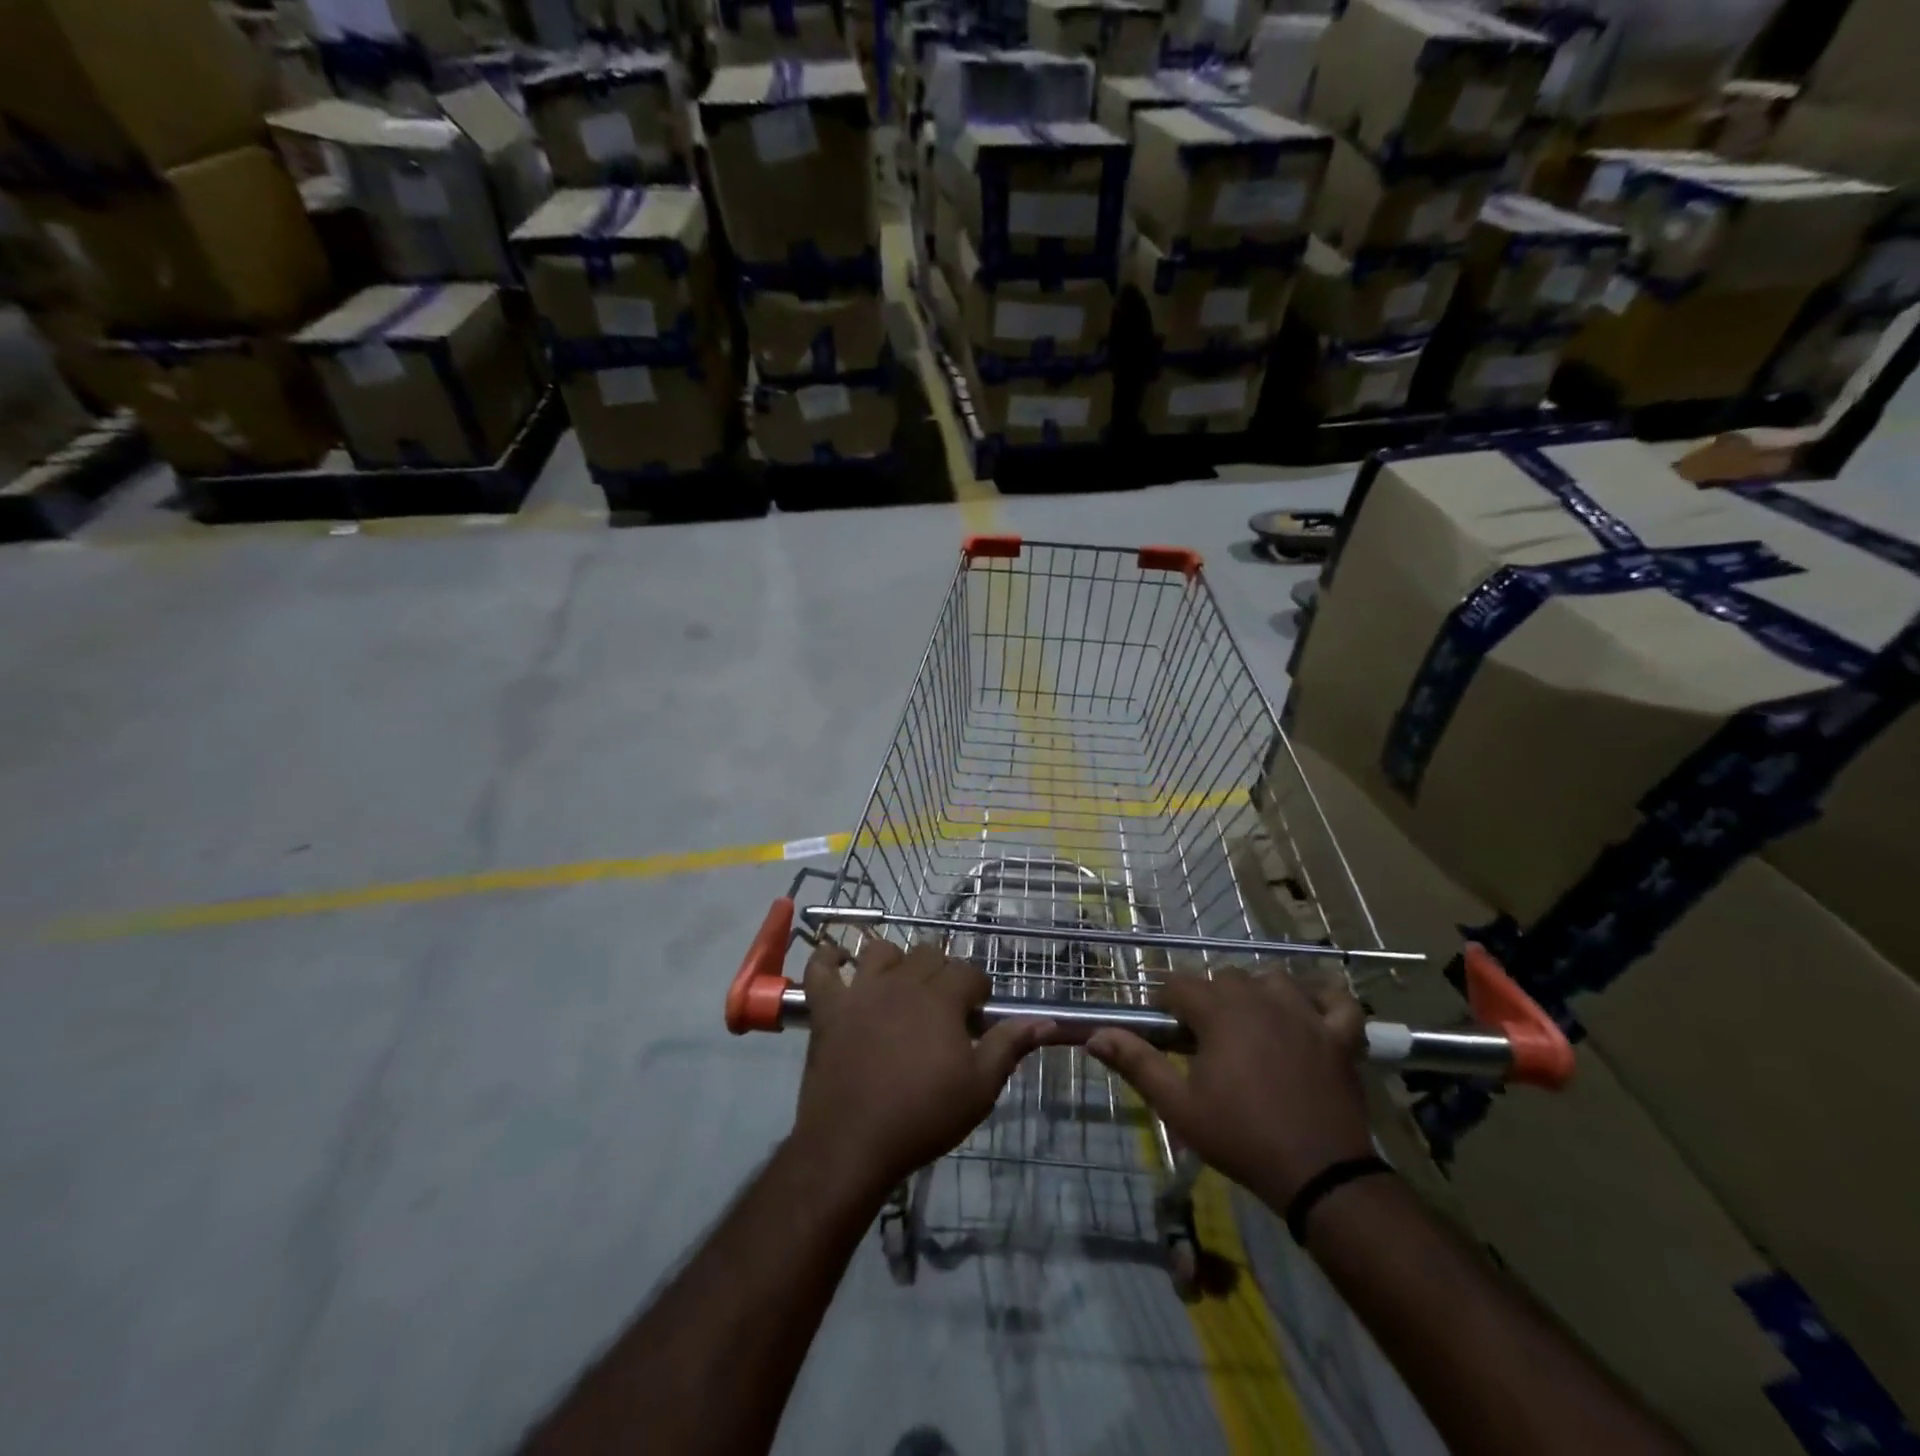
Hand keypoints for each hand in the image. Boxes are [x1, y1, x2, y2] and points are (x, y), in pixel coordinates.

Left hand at [790, 938, 1053, 1200]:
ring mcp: (861, 991)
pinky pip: (821, 969)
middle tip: (943, 1007)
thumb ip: (1009, 1046)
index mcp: (941, 998)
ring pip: (881, 951)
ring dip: (894, 961)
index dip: (978, 990)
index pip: (969, 972)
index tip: (977, 1016)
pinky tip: (836, 960)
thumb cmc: (923, 1117)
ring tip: (899, 987)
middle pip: (928, 954)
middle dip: (942, 973)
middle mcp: (902, 983)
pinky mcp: (828, 1008)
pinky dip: (827, 959)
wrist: (853, 1145)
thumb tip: (1045, 1021)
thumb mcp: (979, 1088)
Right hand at [1088, 968, 1372, 1208]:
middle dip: (1208, 1002)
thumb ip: (1137, 1063)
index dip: (1166, 1005)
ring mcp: (1305, 1012)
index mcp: (1219, 1011)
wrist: (1320, 1176)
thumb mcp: (1179, 1106)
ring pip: (1272, 980)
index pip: (1178, 985)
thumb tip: (1096, 1036)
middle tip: (1204, 1043)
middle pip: (1223, 979)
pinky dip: (1323, 1000)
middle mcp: (1260, 998)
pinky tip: (1310, 1013)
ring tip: (1250, 1028)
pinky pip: (1335, 999)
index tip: (1165, 1034)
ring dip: (1257, 995)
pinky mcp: (1339, 1035)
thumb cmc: (1242, 1137)